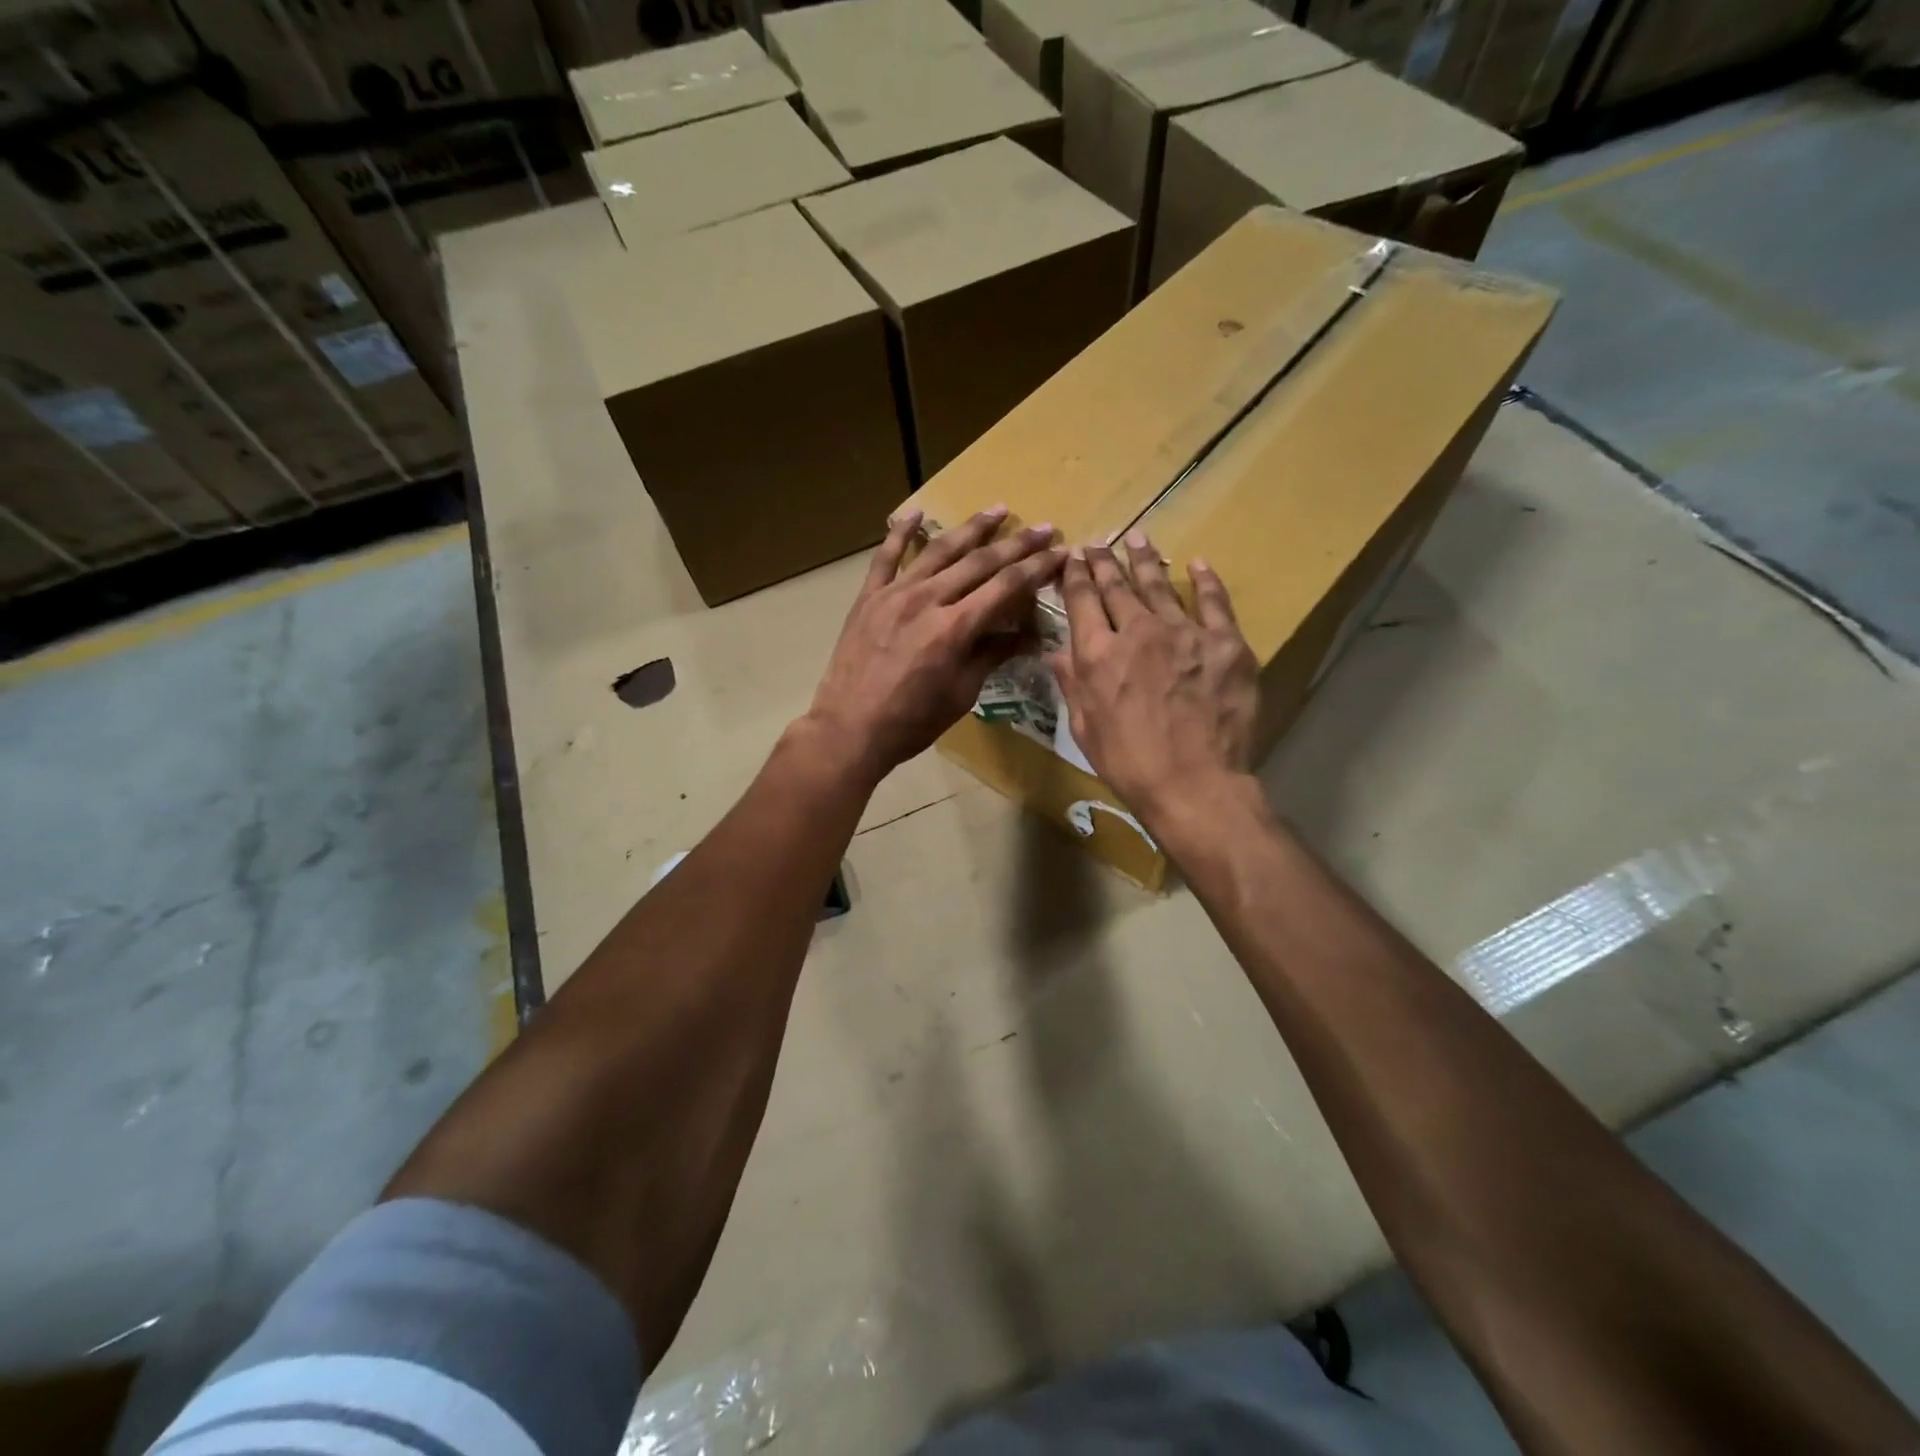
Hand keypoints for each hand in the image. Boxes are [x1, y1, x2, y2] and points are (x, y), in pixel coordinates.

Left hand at [807, 506, 1064, 781]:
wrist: (849, 729)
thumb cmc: (912, 722)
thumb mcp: (962, 694)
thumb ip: (992, 656)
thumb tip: (1027, 636)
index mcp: (955, 629)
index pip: (1006, 587)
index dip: (1037, 568)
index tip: (1060, 552)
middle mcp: (928, 600)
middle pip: (980, 562)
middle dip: (1017, 544)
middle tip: (1044, 528)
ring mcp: (895, 594)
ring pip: (939, 550)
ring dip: (972, 528)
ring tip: (998, 509)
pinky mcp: (869, 597)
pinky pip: (886, 557)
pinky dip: (901, 532)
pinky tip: (917, 513)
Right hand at [1050, 531, 1258, 826]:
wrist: (1194, 784)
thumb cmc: (1129, 764)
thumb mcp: (1084, 728)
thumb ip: (1071, 684)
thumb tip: (1054, 651)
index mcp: (1098, 654)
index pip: (1081, 601)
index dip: (1076, 575)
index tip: (1074, 556)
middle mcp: (1137, 632)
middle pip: (1117, 586)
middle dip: (1105, 562)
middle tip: (1099, 544)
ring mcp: (1185, 633)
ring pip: (1159, 586)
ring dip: (1145, 560)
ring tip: (1138, 538)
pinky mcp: (1225, 643)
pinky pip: (1214, 602)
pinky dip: (1205, 580)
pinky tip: (1196, 564)